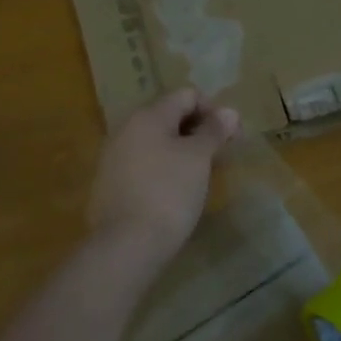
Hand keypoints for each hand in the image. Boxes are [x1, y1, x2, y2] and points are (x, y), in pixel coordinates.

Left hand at [87, 88, 239, 264]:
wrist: (126, 245)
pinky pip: (143, 163)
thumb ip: (213, 130)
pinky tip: (175, 192)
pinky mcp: (109, 183)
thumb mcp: (198, 158)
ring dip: (181, 150)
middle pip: (170, 116)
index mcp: (148, 116)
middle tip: (220, 156)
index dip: (213, 110)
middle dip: (198, 131)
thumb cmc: (169, 193)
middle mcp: (126, 128)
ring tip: (200, 176)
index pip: (187, 95)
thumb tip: (229, 111)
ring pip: (156, 141)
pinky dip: (163, 168)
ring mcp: (113, 156)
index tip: (231, 138)